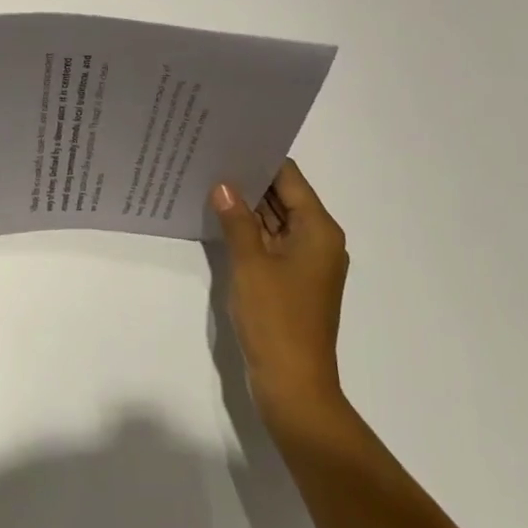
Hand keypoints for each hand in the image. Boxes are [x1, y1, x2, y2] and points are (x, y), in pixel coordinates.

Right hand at [212, 158, 351, 441]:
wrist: (293, 386)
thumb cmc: (277, 320)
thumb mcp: (250, 264)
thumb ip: (236, 220)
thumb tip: (222, 185)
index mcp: (319, 230)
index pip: (289, 178)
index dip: (260, 158)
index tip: (228, 140)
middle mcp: (318, 241)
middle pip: (284, 197)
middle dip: (249, 180)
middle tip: (210, 156)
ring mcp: (305, 263)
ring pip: (275, 220)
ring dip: (247, 206)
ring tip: (208, 180)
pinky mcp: (291, 281)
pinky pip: (270, 243)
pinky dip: (248, 231)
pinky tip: (218, 219)